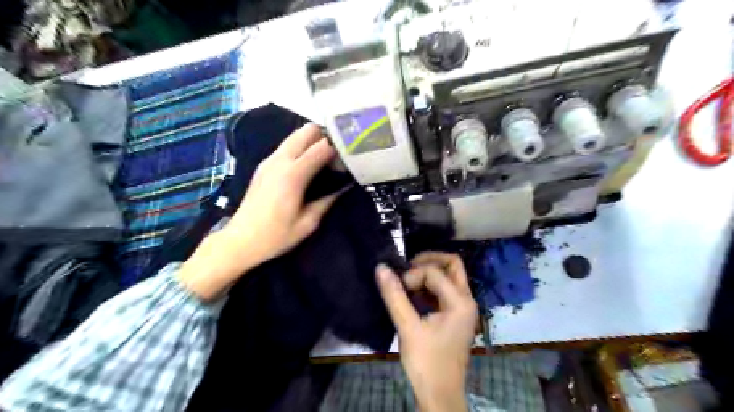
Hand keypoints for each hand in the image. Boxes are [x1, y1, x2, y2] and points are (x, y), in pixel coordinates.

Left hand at [222, 122, 339, 263]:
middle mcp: (280, 161)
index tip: (349, 157)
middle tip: (337, 154)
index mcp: (293, 175)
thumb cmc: (276, 236)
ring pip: (295, 135)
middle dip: (325, 137)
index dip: (338, 148)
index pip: (321, 146)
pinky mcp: (263, 165)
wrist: (240, 240)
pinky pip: (286, 146)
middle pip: (306, 131)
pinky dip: (300, 147)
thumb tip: (344, 187)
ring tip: (325, 158)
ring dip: (312, 141)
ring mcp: (269, 161)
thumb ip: (327, 201)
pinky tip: (307, 165)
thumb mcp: (308, 223)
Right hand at [375, 250, 479, 411]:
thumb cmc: (426, 362)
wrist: (439, 395)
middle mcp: (467, 300)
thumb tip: (381, 268)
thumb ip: (394, 296)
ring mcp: (463, 308)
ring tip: (408, 283)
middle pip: (452, 265)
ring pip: (450, 276)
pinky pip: (445, 290)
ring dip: (429, 274)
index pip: (435, 272)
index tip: (398, 289)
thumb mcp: (407, 327)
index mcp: (460, 302)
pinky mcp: (456, 315)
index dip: (413, 275)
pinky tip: (414, 296)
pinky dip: (430, 287)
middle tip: (407, 268)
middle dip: (429, 261)